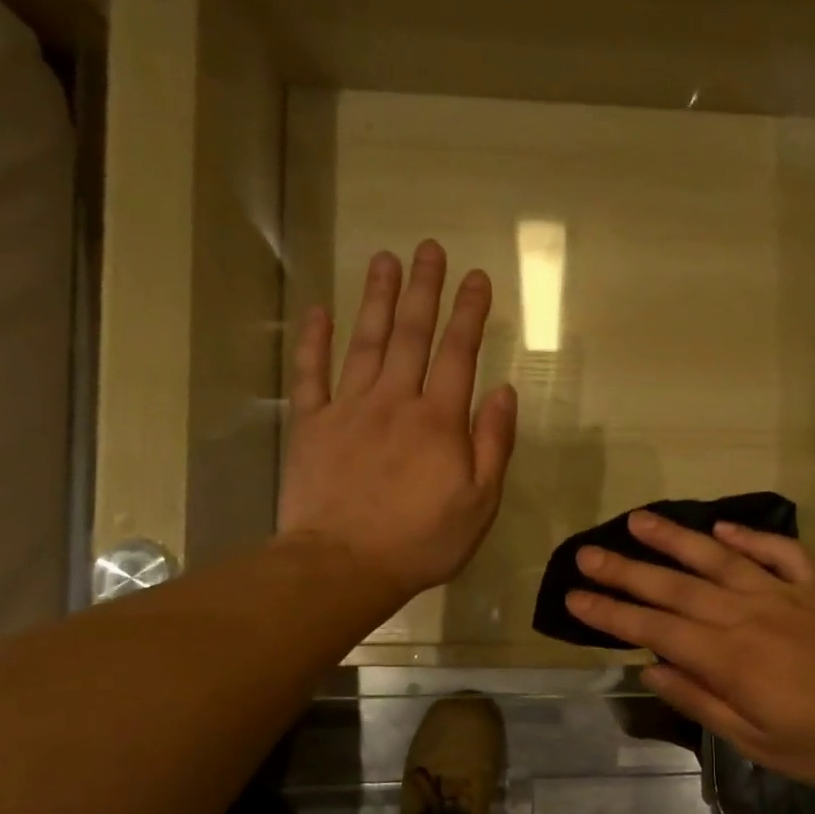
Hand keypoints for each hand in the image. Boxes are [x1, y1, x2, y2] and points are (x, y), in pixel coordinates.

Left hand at [277, 241, 516, 604]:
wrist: (344, 565)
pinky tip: (319, 311)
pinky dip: (314, 341)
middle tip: (429, 248)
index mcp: (440, 421)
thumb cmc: (422, 541)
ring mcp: (348, 409)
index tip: (478, 277)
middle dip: (423, 289)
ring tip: (383, 259)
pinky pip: (312, 373)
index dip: (470, 312)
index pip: (459, 353)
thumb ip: (493, 444)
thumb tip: (504, 391)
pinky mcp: (311, 425)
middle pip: (410, 334)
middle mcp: (395, 401)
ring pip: (364, 341)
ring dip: (375, 298)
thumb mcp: (480, 503)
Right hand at [566, 513, 814, 797]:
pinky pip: (779, 552)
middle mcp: (748, 615)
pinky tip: (721, 527)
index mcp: (729, 658)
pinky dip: (750, 535)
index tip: (574, 596)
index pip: (654, 627)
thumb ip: (699, 699)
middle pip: (675, 586)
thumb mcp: (753, 741)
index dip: (610, 612)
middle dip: (625, 570)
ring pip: (718, 558)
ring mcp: (783, 595)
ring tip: (637, 520)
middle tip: (586, 553)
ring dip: (674, 538)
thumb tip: (649, 667)